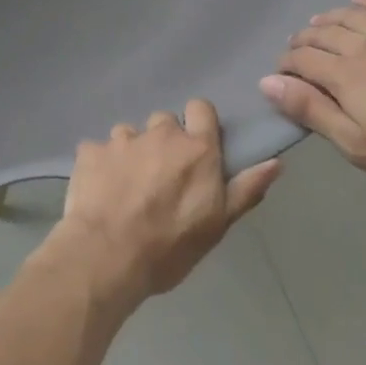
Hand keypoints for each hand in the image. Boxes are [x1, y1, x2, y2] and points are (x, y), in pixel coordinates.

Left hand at [44, 100, 281, 306]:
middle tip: (161, 178)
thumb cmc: (169, 247)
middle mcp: (160, 134)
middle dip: (164, 143)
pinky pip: (98, 150)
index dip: (199, 124)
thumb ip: (246, 189)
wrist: (106, 256)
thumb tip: (275, 162)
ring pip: (130, 134)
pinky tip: (99, 191)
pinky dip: (101, 165)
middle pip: (165, 123)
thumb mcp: (217, 225)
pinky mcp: (90, 150)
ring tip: (127, 187)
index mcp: (195, 149)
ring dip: (132, 153)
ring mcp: (122, 139)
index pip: (201, 108)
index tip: (196, 149)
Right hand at [261, 0, 365, 192]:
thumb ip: (311, 110)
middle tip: (295, 52)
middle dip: (302, 40)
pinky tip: (357, 0)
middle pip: (322, 33)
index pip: (302, 58)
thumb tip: (268, 82)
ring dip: (327, 18)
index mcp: (345, 75)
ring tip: (318, 24)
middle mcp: (364, 46)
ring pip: (350, 16)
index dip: (285, 64)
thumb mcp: (357, 145)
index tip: (280, 76)